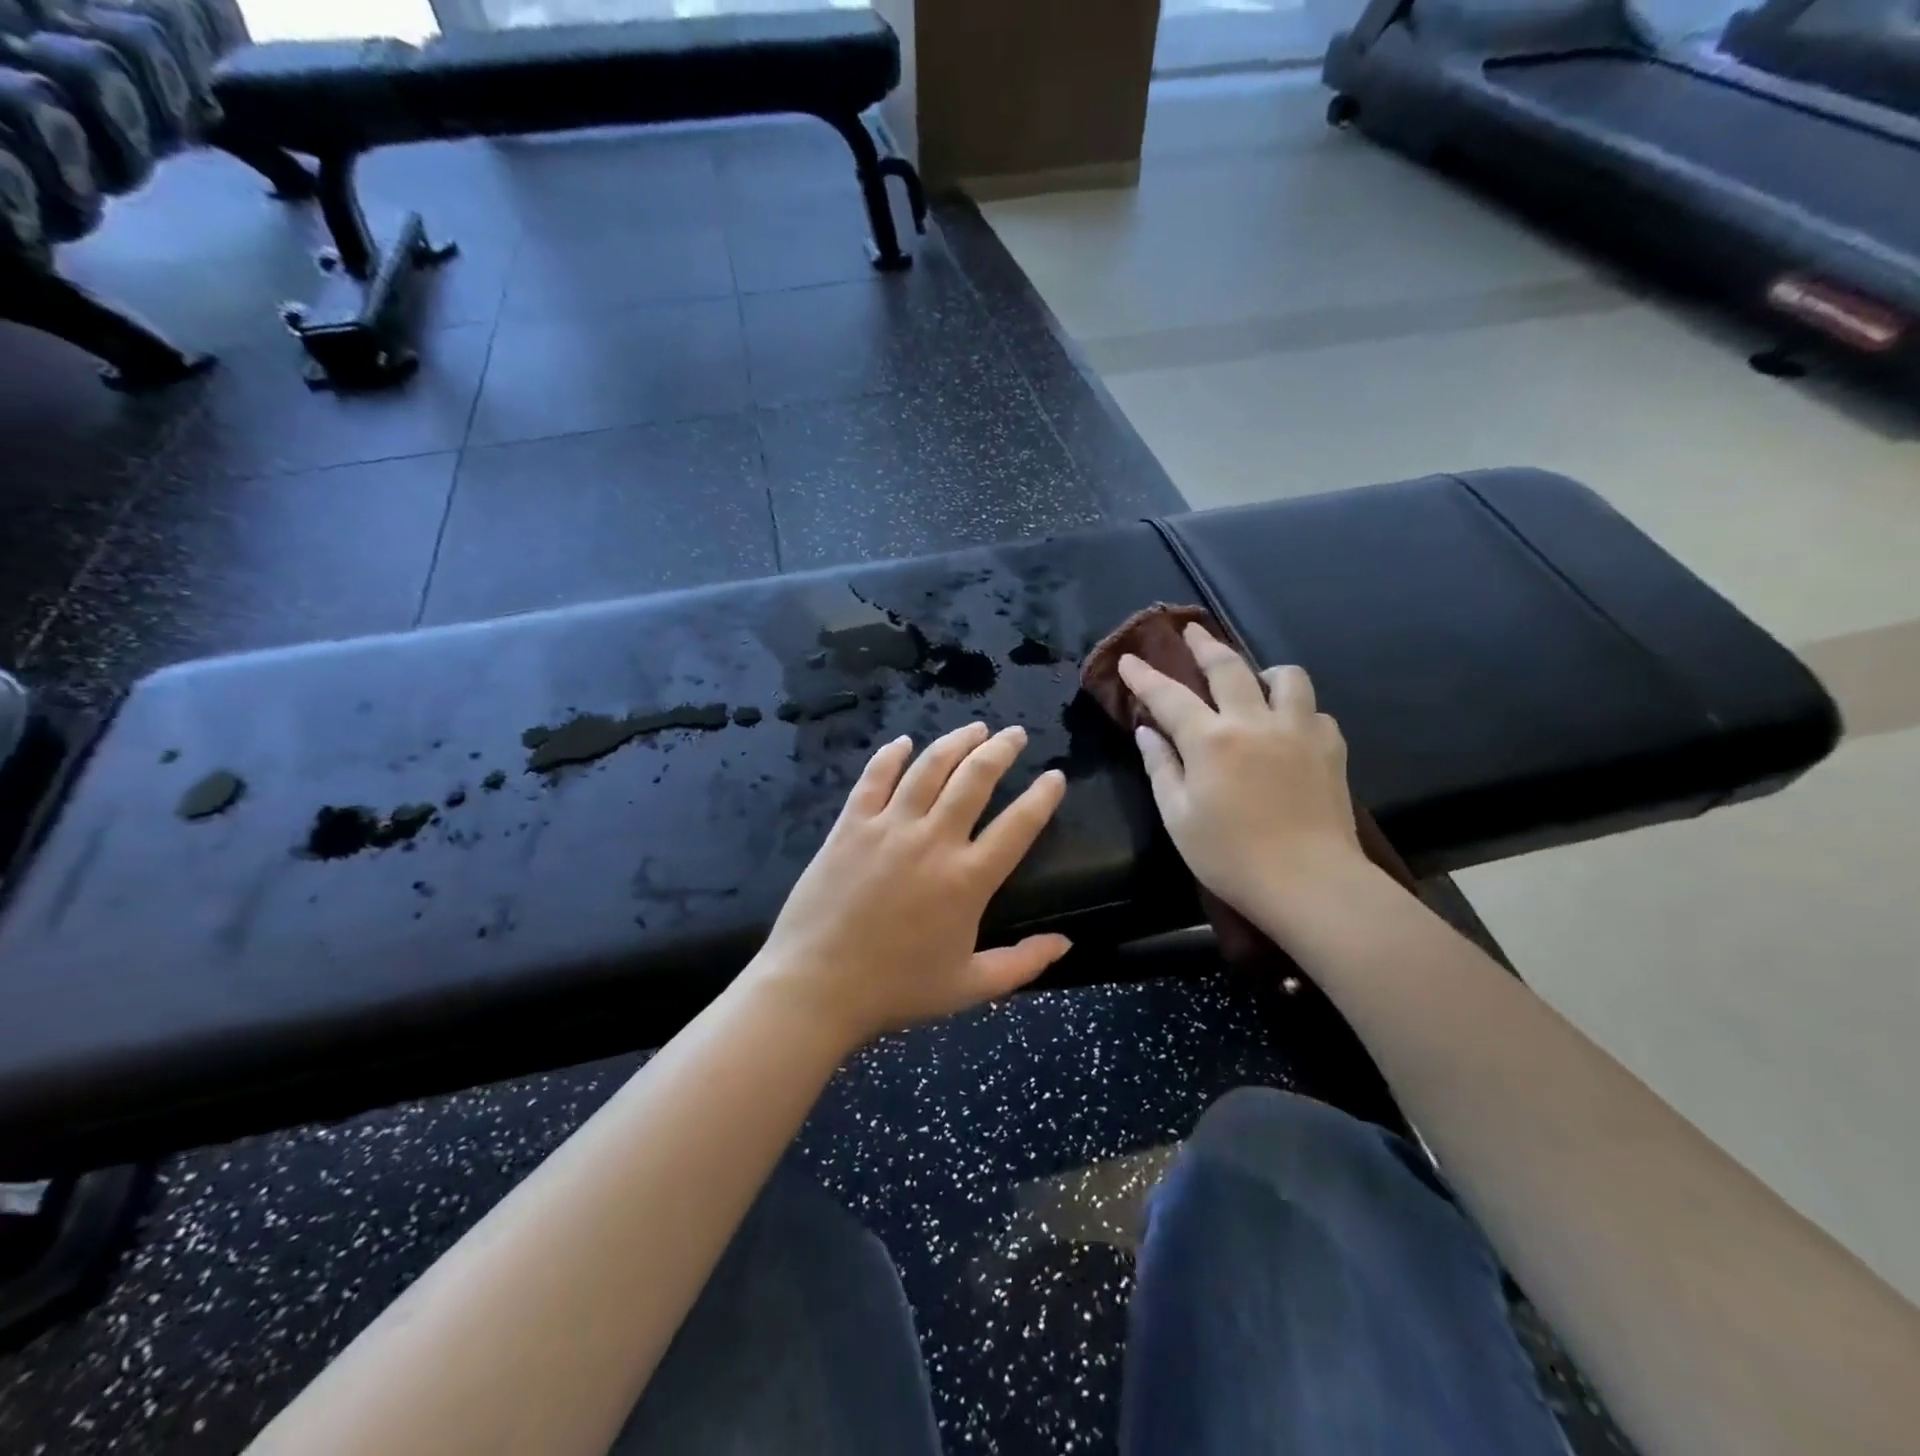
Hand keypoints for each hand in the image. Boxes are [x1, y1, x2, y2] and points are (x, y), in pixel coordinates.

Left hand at [748, 722, 1069, 1049]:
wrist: (817, 986)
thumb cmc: (896, 989)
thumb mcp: (970, 986)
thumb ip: (1023, 964)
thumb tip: (1066, 943)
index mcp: (968, 879)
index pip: (1019, 824)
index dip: (1043, 796)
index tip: (1055, 776)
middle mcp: (933, 840)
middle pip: (975, 778)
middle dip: (1002, 749)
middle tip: (1015, 733)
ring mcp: (889, 827)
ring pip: (929, 767)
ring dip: (956, 742)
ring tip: (974, 728)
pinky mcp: (850, 825)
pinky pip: (874, 778)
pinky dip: (891, 755)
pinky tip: (904, 742)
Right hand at [1117, 623, 1367, 915]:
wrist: (1310, 882)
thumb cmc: (1230, 856)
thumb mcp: (1178, 817)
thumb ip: (1161, 767)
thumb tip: (1148, 731)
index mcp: (1211, 740)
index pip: (1169, 695)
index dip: (1144, 675)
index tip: (1129, 659)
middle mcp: (1254, 722)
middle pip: (1228, 667)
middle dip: (1204, 645)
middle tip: (1191, 631)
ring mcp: (1298, 730)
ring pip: (1285, 676)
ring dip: (1262, 671)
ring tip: (1253, 681)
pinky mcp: (1330, 747)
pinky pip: (1313, 710)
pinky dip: (1295, 709)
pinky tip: (1287, 727)